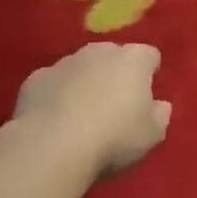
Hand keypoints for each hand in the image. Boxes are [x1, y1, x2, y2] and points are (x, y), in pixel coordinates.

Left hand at [12, 43, 171, 179]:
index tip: (146, 99)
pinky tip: (54, 122)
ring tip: (81, 118)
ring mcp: (65, 62)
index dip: (149, 75)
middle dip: (115, 75)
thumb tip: (160, 105)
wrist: (51, 147)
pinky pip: (52, 84)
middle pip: (113, 57)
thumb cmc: (113, 137)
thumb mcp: (152, 135)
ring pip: (81, 68)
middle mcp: (100, 51)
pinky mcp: (36, 79)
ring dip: (84, 84)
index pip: (150, 56)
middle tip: (114, 108)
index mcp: (134, 59)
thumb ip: (160, 115)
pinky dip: (55, 96)